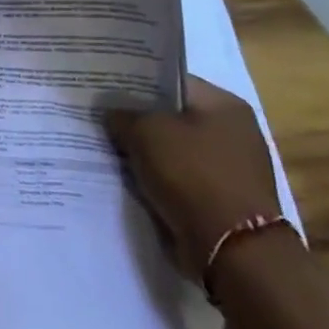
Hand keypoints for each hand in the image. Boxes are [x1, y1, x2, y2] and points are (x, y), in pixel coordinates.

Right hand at [105, 75, 281, 281]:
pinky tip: (125, 176)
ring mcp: (227, 166)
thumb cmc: (192, 175)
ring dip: (142, 150)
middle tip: (96, 115)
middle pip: (171, 115)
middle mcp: (232, 130)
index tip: (101, 86)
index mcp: (224, 105)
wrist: (232, 248)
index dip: (133, 81)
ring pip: (171, 148)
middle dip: (135, 118)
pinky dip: (154, 176)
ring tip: (103, 146)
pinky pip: (176, 176)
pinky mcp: (218, 196)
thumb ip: (122, 114)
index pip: (170, 80)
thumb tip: (110, 110)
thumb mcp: (146, 133)